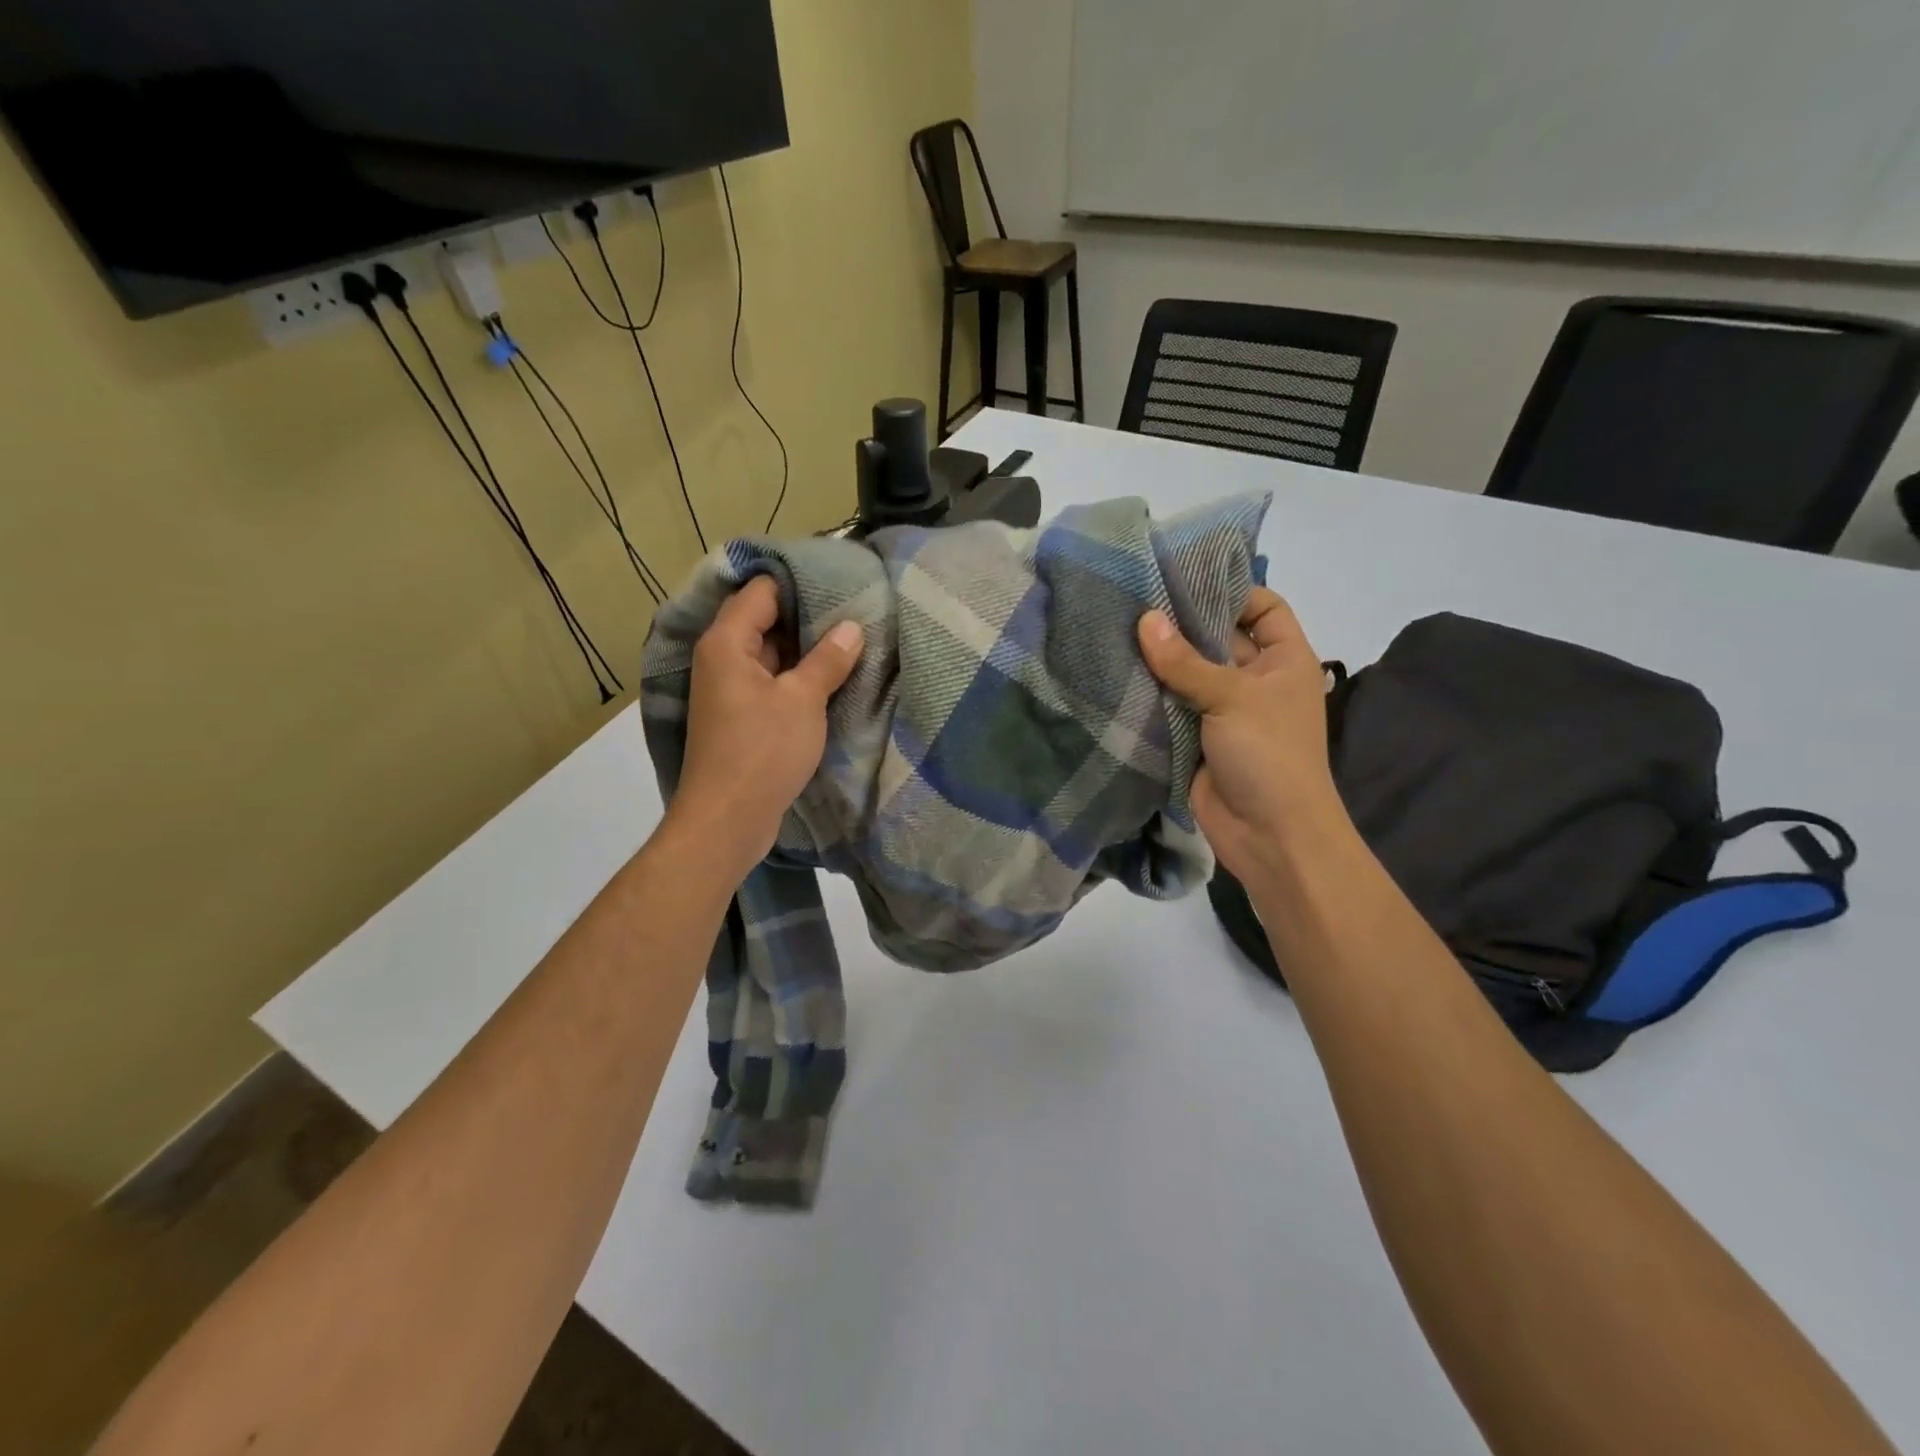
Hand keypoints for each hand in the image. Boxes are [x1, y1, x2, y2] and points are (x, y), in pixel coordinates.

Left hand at [666, 577, 863, 873]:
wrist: (727, 820)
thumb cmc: (762, 751)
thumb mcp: (803, 700)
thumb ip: (828, 660)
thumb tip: (852, 627)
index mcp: (726, 643)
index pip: (760, 591)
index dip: (798, 582)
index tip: (839, 579)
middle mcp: (721, 659)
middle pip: (764, 621)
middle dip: (808, 616)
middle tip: (854, 609)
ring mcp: (730, 690)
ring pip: (771, 655)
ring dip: (805, 651)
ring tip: (852, 640)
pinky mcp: (741, 717)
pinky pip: (771, 683)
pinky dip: (797, 678)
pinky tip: (832, 679)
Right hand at [1138, 588, 1349, 882]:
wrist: (1270, 836)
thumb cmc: (1269, 755)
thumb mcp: (1233, 698)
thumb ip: (1186, 661)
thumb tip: (1145, 619)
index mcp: (1284, 659)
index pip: (1262, 607)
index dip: (1229, 590)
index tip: (1181, 577)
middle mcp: (1254, 679)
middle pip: (1217, 638)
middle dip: (1180, 622)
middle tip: (1133, 598)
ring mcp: (1222, 710)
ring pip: (1188, 673)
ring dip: (1158, 659)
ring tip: (1114, 628)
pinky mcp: (1193, 738)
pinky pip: (1169, 706)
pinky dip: (1147, 694)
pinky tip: (1114, 673)